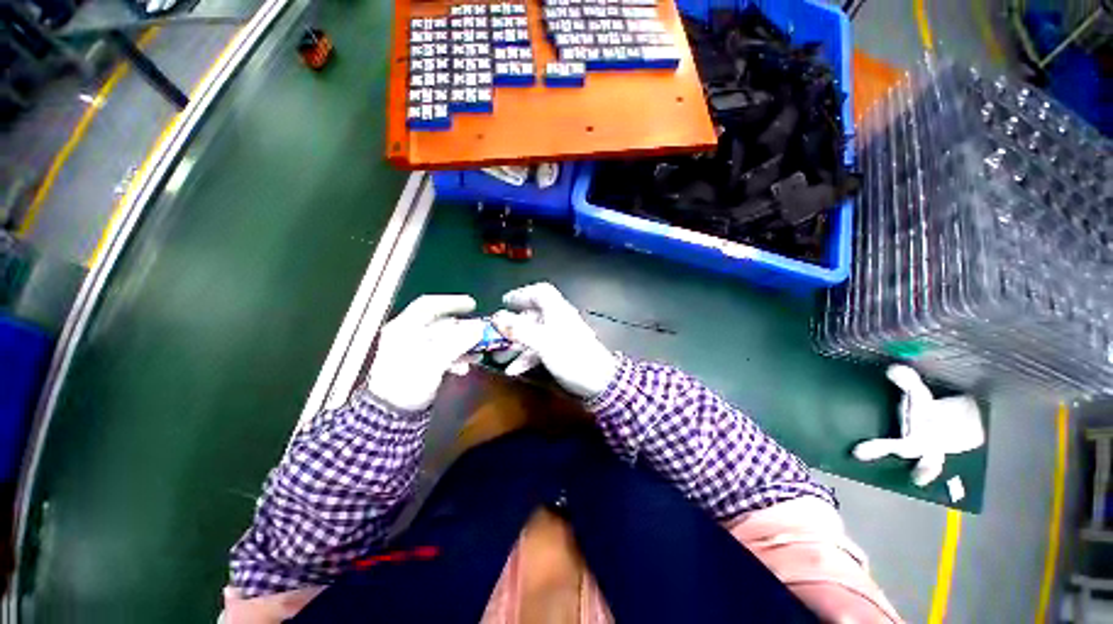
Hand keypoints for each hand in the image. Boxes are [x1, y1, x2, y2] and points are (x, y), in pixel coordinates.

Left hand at [367, 295, 485, 412]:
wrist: (390, 415)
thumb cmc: (408, 383)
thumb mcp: (434, 360)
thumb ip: (458, 342)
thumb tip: (479, 328)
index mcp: (405, 328)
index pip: (428, 304)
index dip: (452, 302)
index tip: (473, 305)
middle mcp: (408, 334)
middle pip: (440, 323)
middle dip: (463, 329)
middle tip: (481, 334)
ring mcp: (414, 349)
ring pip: (444, 338)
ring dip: (462, 344)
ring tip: (477, 354)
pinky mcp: (420, 363)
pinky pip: (442, 352)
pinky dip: (455, 356)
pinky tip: (464, 367)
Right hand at [492, 283, 617, 398]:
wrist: (599, 382)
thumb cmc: (571, 356)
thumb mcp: (542, 342)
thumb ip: (519, 329)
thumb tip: (496, 317)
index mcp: (557, 311)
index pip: (541, 292)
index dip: (522, 293)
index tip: (505, 302)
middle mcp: (558, 320)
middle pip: (533, 315)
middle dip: (513, 325)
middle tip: (495, 335)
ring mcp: (560, 337)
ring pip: (533, 334)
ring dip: (516, 344)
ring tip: (499, 357)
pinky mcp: (561, 352)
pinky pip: (539, 349)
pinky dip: (526, 357)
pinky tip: (514, 370)